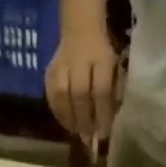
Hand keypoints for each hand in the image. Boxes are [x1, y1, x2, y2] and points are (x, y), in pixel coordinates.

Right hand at [45, 27, 123, 157]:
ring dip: (69, 117)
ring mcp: (61, 65)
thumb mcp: (116, 70)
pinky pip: (51, 94)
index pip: (101, 90)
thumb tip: (106, 122)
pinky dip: (57, 112)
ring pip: (62, 94)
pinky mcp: (49, 70)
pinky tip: (65, 122)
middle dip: (85, 119)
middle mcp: (80, 61)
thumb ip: (113, 95)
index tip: (104, 133)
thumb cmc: (103, 55)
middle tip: (88, 137)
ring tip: (76, 132)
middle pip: (80, 94)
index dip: (102, 114)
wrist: (80, 29)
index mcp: (102, 59)